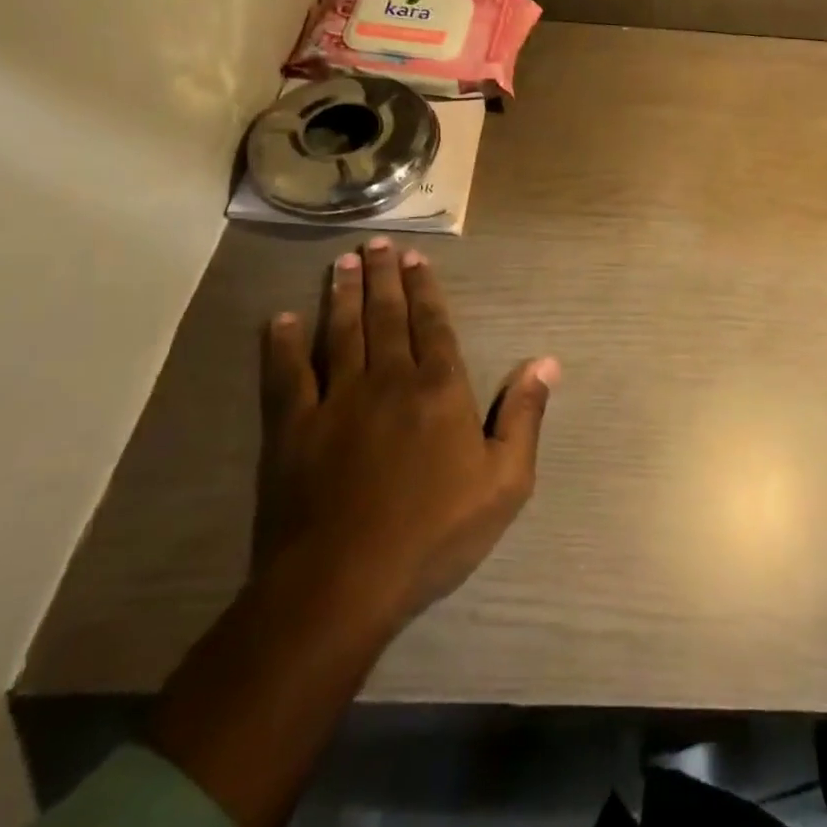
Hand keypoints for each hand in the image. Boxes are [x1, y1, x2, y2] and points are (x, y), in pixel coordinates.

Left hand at [150, 238, 556, 826]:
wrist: (345, 582)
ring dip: (341, 294)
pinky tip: (280, 320)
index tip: (415, 259)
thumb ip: (524, 416)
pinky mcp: (293, 427)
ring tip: (341, 262)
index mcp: (439, 388)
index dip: (425, 289)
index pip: (433, 325)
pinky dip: (283, 344)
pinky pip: (287, 374)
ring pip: (340, 332)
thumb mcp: (505, 483)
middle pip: (386, 316)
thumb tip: (546, 361)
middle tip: (375, 244)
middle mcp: (388, 379)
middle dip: (382, 277)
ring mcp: (336, 399)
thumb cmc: (435, 534)